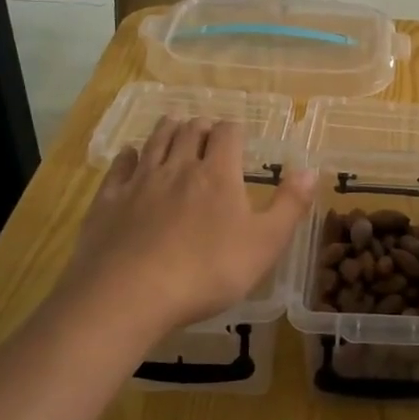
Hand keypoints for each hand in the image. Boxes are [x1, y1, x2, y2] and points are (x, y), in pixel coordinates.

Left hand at [53, 117, 315, 337]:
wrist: (128, 295)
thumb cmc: (207, 272)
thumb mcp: (265, 244)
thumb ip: (289, 205)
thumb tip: (310, 169)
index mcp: (218, 174)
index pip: (228, 134)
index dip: (235, 130)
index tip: (240, 135)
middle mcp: (178, 167)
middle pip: (189, 131)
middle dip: (202, 126)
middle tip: (208, 129)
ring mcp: (139, 182)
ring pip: (155, 141)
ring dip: (168, 129)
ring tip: (174, 124)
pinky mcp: (108, 200)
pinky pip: (120, 166)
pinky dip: (129, 155)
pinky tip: (130, 155)